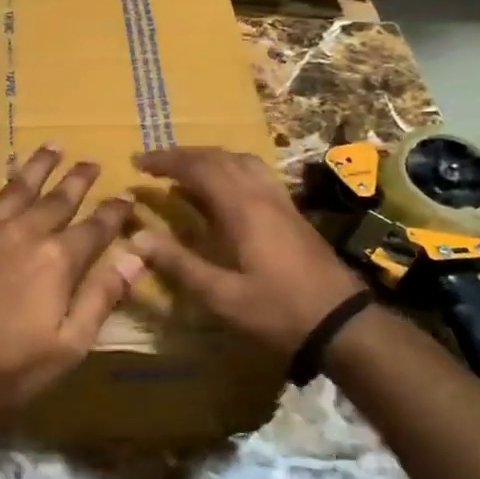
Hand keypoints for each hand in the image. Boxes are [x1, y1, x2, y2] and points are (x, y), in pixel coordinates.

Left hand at [0, 145, 143, 420]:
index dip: (114, 212)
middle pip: (58, 199)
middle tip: (92, 163)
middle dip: (79, 180)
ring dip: (37, 165)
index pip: (95, 227)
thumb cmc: (5, 368)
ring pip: (17, 185)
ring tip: (52, 146)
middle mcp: (23, 231)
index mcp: (56, 260)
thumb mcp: (68, 346)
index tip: (126, 197)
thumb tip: (136, 255)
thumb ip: (102, 297)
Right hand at [129, 146, 366, 357]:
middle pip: (218, 157)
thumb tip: (137, 237)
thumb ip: (179, 264)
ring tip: (184, 170)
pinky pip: (255, 173)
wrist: (342, 323)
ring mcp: (280, 200)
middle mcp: (261, 194)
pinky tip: (223, 189)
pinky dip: (230, 168)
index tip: (138, 163)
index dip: (166, 161)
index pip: (198, 168)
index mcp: (242, 208)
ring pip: (240, 160)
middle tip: (153, 163)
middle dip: (183, 155)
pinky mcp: (292, 211)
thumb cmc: (278, 311)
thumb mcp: (222, 296)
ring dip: (208, 158)